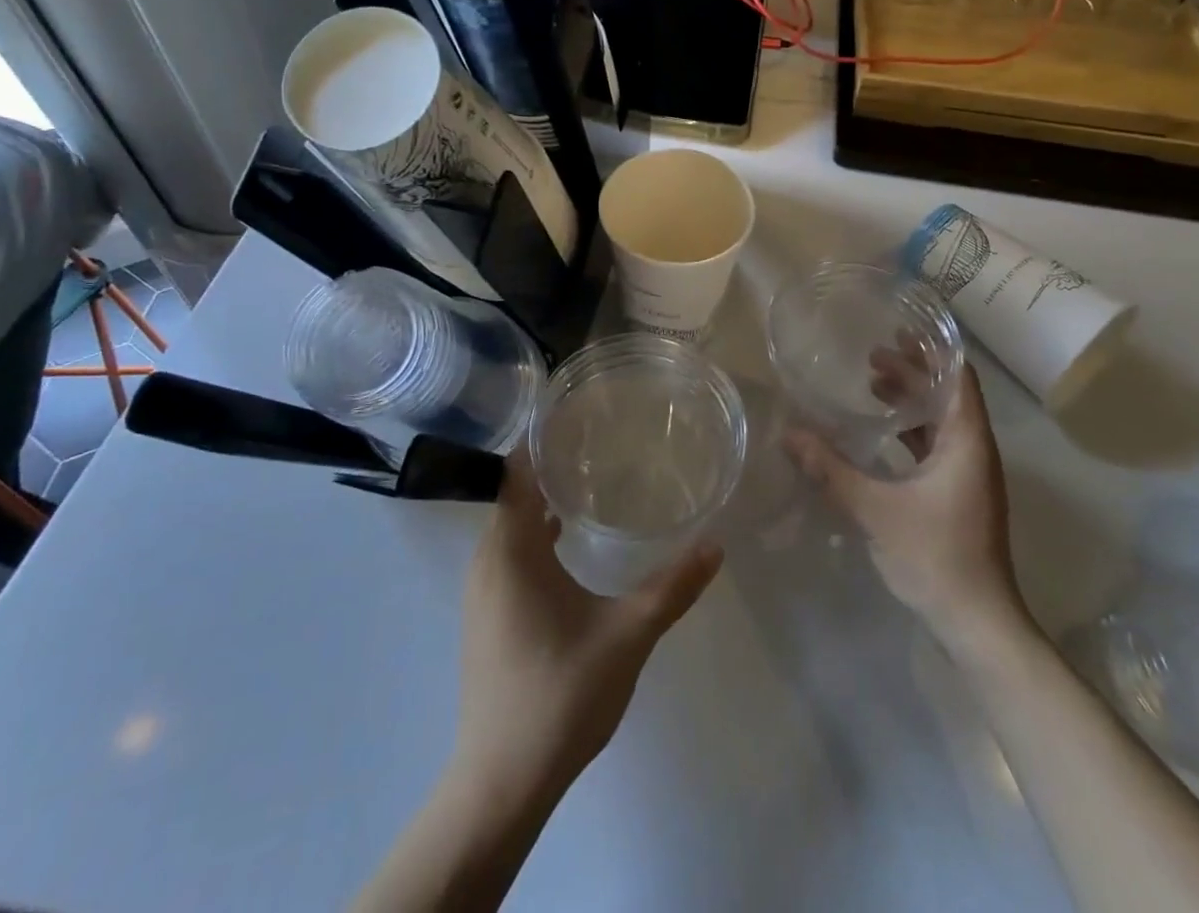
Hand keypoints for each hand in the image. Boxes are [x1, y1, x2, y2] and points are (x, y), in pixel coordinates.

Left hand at [451, 455, 721, 798]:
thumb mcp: (627, 636)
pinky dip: (536, 536)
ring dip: (543, 501)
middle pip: (514, 492)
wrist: (501, 782)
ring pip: (511, 525)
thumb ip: (672, 588)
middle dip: (551, 465)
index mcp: (511, 551)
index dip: (541, 438)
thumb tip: (715, 546)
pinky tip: (570, 542)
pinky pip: (510, 554)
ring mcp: (482, 590)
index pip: (516, 471)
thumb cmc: (561, 695)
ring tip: (591, 480)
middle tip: (598, 441)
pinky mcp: (488, 615)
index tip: (578, 415)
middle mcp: (488, 560)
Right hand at [784, 340, 1033, 649]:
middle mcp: (974, 450)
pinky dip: (910, 430)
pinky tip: (880, 434)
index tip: (898, 330)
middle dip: (912, 371)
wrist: (977, 622)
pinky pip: (936, 445)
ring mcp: (968, 474)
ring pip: (941, 421)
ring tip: (871, 384)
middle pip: (947, 395)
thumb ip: (831, 469)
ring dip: (910, 400)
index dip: (932, 350)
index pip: (959, 377)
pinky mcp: (957, 494)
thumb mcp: (875, 508)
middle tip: (870, 354)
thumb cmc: (935, 555)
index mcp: (967, 441)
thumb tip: (789, 434)